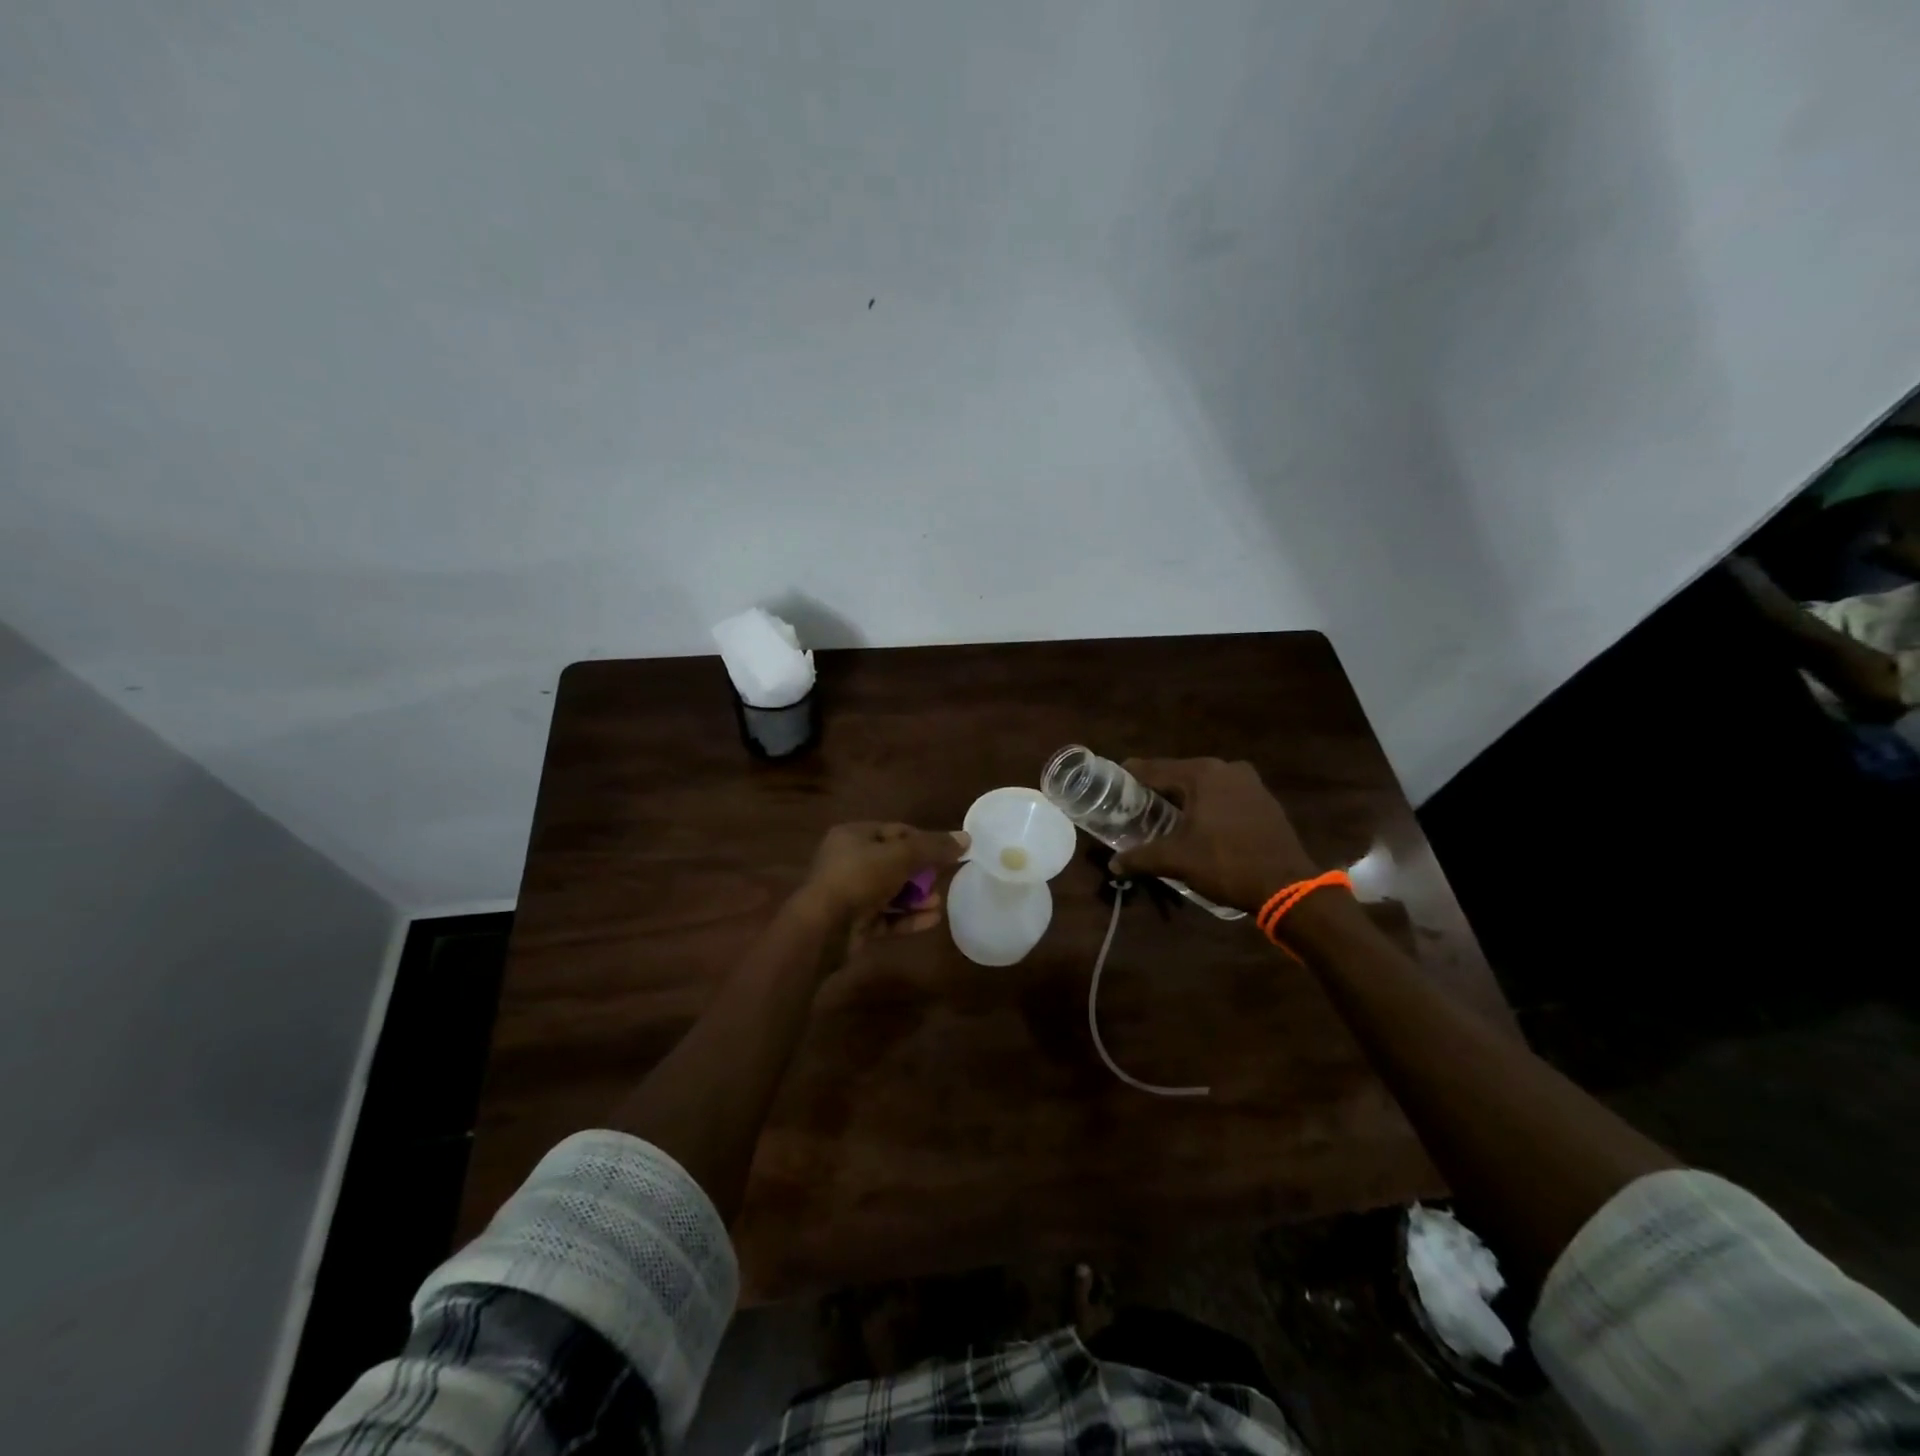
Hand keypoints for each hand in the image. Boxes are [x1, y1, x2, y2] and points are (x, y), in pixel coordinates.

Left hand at [794, 822, 968, 954]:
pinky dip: (908, 917)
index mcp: (853, 836)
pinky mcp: (854, 923)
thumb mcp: (901, 855)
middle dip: (921, 873)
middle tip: (942, 879)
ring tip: (938, 903)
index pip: (895, 831)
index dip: (923, 840)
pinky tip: (931, 920)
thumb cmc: (859, 878)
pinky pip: (886, 917)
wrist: (823, 928)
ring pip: (891, 892)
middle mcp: (849, 862)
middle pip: (894, 862)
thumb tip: (966, 838)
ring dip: (916, 897)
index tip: (947, 852)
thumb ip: (934, 847)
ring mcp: (850, 894)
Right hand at [1109, 758, 1319, 912]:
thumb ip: (1140, 858)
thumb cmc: (1225, 864)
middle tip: (1134, 807)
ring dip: (1184, 799)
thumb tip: (1113, 865)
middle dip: (1157, 790)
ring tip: (1163, 817)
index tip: (1111, 785)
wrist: (1287, 886)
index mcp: (1202, 773)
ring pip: (1204, 786)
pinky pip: (1225, 796)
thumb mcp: (1176, 860)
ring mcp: (1250, 782)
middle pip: (1179, 775)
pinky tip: (1199, 825)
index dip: (1130, 777)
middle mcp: (1226, 768)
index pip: (1154, 769)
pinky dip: (1208, 806)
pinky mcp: (1264, 800)